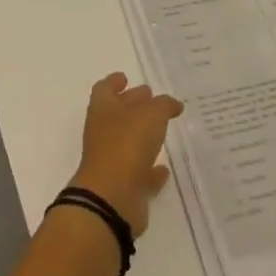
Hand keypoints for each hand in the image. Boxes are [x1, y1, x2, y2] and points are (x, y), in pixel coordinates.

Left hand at [70, 72, 183, 236]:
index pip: (105, 88)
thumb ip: (163, 105)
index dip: (114, 81)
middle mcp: (103, 132)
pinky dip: (149, 171)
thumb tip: (172, 104)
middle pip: (117, 113)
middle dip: (133, 105)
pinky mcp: (122, 187)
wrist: (112, 198)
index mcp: (103, 108)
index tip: (126, 77)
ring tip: (163, 131)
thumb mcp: (151, 115)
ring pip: (127, 143)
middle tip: (153, 99)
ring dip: (142, 137)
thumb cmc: (127, 144)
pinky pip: (138, 174)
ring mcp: (110, 160)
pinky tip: (164, 169)